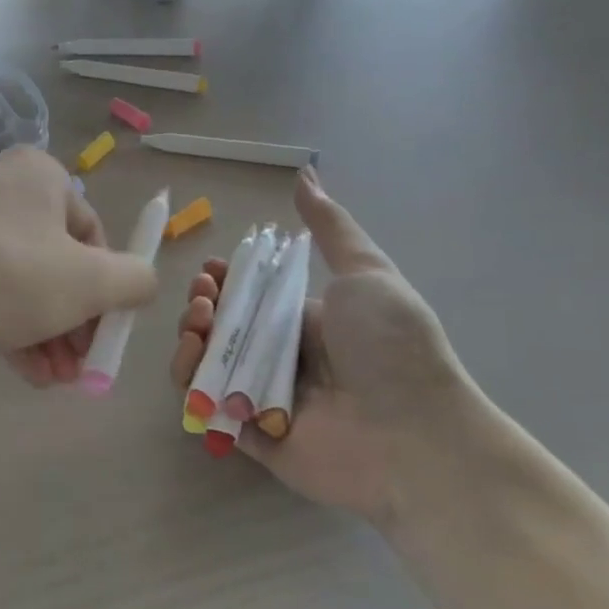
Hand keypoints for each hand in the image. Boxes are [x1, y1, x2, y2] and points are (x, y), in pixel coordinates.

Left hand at [0, 148, 158, 385]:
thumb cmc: (4, 276)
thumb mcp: (89, 283)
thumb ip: (134, 281)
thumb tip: (142, 283)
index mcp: (41, 176)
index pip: (93, 235)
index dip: (106, 291)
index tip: (103, 337)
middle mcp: (1, 188)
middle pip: (56, 262)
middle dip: (74, 323)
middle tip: (79, 369)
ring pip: (20, 281)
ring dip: (45, 334)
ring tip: (54, 381)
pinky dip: (8, 327)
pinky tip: (23, 372)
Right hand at [168, 167, 477, 525]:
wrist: (417, 435)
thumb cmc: (391, 347)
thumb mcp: (365, 272)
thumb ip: (330, 226)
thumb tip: (306, 173)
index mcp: (304, 320)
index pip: (249, 296)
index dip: (223, 281)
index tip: (212, 271)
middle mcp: (281, 357)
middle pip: (222, 327)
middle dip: (201, 305)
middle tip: (203, 298)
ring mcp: (263, 398)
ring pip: (208, 364)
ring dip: (191, 339)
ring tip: (198, 326)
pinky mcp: (251, 436)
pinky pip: (207, 407)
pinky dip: (191, 384)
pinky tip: (194, 361)